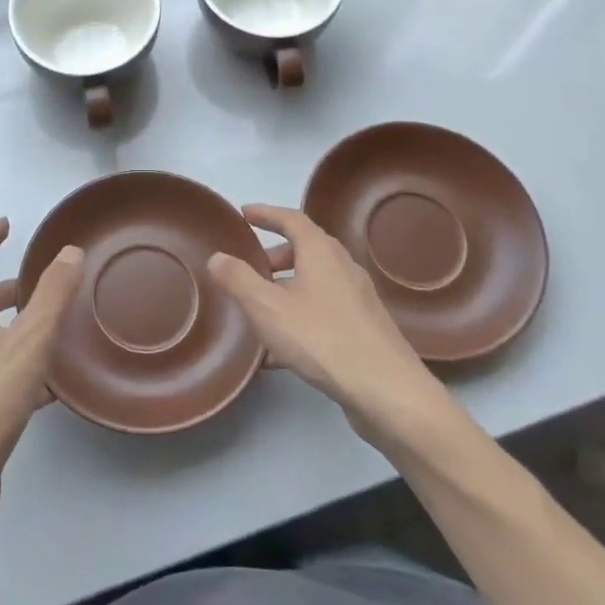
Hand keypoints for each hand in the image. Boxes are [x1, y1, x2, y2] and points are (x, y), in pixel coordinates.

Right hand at [207, 204, 440, 447]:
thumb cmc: (322, 338)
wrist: (387, 391)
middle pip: (305, 250)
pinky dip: (299, 317)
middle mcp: (343, 267)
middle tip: (248, 269)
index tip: (244, 214)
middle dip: (274, 256)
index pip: (292, 219)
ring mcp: (357, 299)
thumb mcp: (267, 308)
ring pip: (314, 283)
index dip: (266, 213)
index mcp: (321, 251)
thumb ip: (238, 280)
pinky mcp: (364, 330)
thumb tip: (217, 256)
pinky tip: (279, 352)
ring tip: (258, 311)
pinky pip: (323, 311)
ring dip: (285, 289)